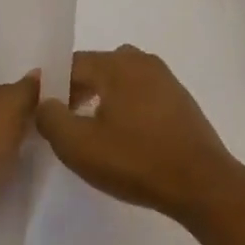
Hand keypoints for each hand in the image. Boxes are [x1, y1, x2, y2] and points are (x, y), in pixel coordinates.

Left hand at [0, 58, 38, 244]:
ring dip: (19, 123)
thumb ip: (27, 86)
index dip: (15, 61)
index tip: (47, 65)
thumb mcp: (7, 104)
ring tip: (53, 117)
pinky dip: (13, 147)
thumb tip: (38, 75)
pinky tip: (38, 145)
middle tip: (57, 91)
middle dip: (22, 93)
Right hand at [34, 46, 244, 223]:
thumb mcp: (78, 146)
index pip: (72, 64)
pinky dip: (125, 106)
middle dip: (76, 91)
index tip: (43, 114)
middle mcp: (143, 62)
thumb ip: (51, 118)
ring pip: (121, 80)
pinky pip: (141, 93)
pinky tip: (123, 136)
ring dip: (102, 98)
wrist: (201, 183)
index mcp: (118, 64)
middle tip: (63, 123)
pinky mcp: (180, 101)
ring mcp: (166, 80)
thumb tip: (45, 102)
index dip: (51, 87)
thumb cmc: (136, 161)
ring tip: (91, 131)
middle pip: (97, 68)